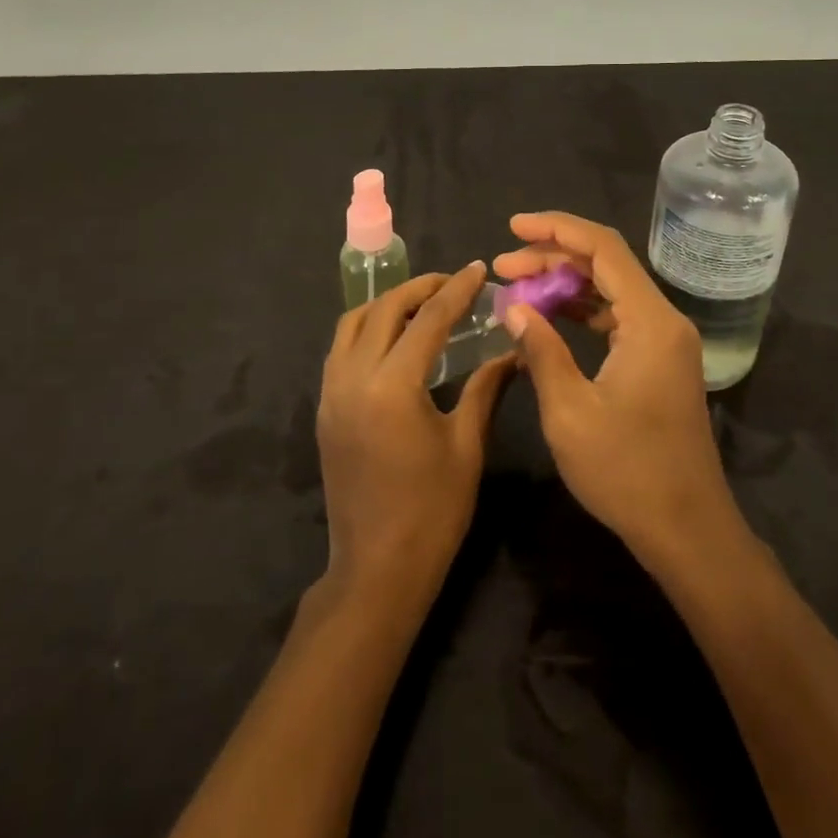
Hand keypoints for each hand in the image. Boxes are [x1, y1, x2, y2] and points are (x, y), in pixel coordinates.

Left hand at [317, 263, 514, 601]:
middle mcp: (353, 379)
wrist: (376, 569)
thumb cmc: (432, 511)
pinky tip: (394, 339)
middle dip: (419, 288)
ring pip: (352, 324)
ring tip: (423, 304)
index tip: (478, 268)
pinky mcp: (325, 410)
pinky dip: (367, 329)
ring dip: (387, 304)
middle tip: (453, 282)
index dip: (456, 290)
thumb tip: (512, 349)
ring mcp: (332, 393)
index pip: (428, 320)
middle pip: (383, 310)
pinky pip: (341, 349)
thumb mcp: (466, 446)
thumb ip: (485, 388)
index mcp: (392, 387)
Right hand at [494, 212, 743, 570]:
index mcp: (650, 322)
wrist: (687, 530)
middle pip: (606, 264)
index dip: (556, 229)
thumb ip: (541, 350)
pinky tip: (547, 318)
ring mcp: (664, 342)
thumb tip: (513, 306)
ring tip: (516, 287)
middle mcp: (663, 320)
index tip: (513, 226)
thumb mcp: (570, 411)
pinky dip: (581, 311)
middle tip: (503, 265)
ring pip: (610, 290)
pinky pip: (617, 318)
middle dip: (552, 257)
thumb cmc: (627, 472)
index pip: (603, 248)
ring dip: (565, 283)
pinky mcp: (659, 362)